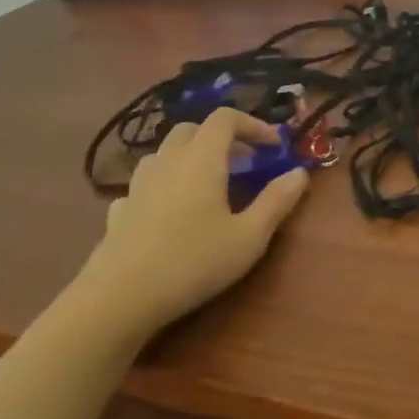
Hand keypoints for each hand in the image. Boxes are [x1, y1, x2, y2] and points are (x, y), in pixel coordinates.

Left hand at [68, 108, 310, 346]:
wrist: (118, 300)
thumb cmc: (192, 262)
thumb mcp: (249, 237)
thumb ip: (277, 201)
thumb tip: (299, 173)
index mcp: (202, 159)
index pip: (225, 118)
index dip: (252, 124)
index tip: (273, 146)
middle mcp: (168, 162)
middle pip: (192, 130)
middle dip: (220, 138)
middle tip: (243, 163)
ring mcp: (137, 186)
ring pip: (164, 154)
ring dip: (188, 157)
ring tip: (207, 184)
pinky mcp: (119, 212)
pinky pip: (143, 185)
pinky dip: (162, 187)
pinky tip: (168, 211)